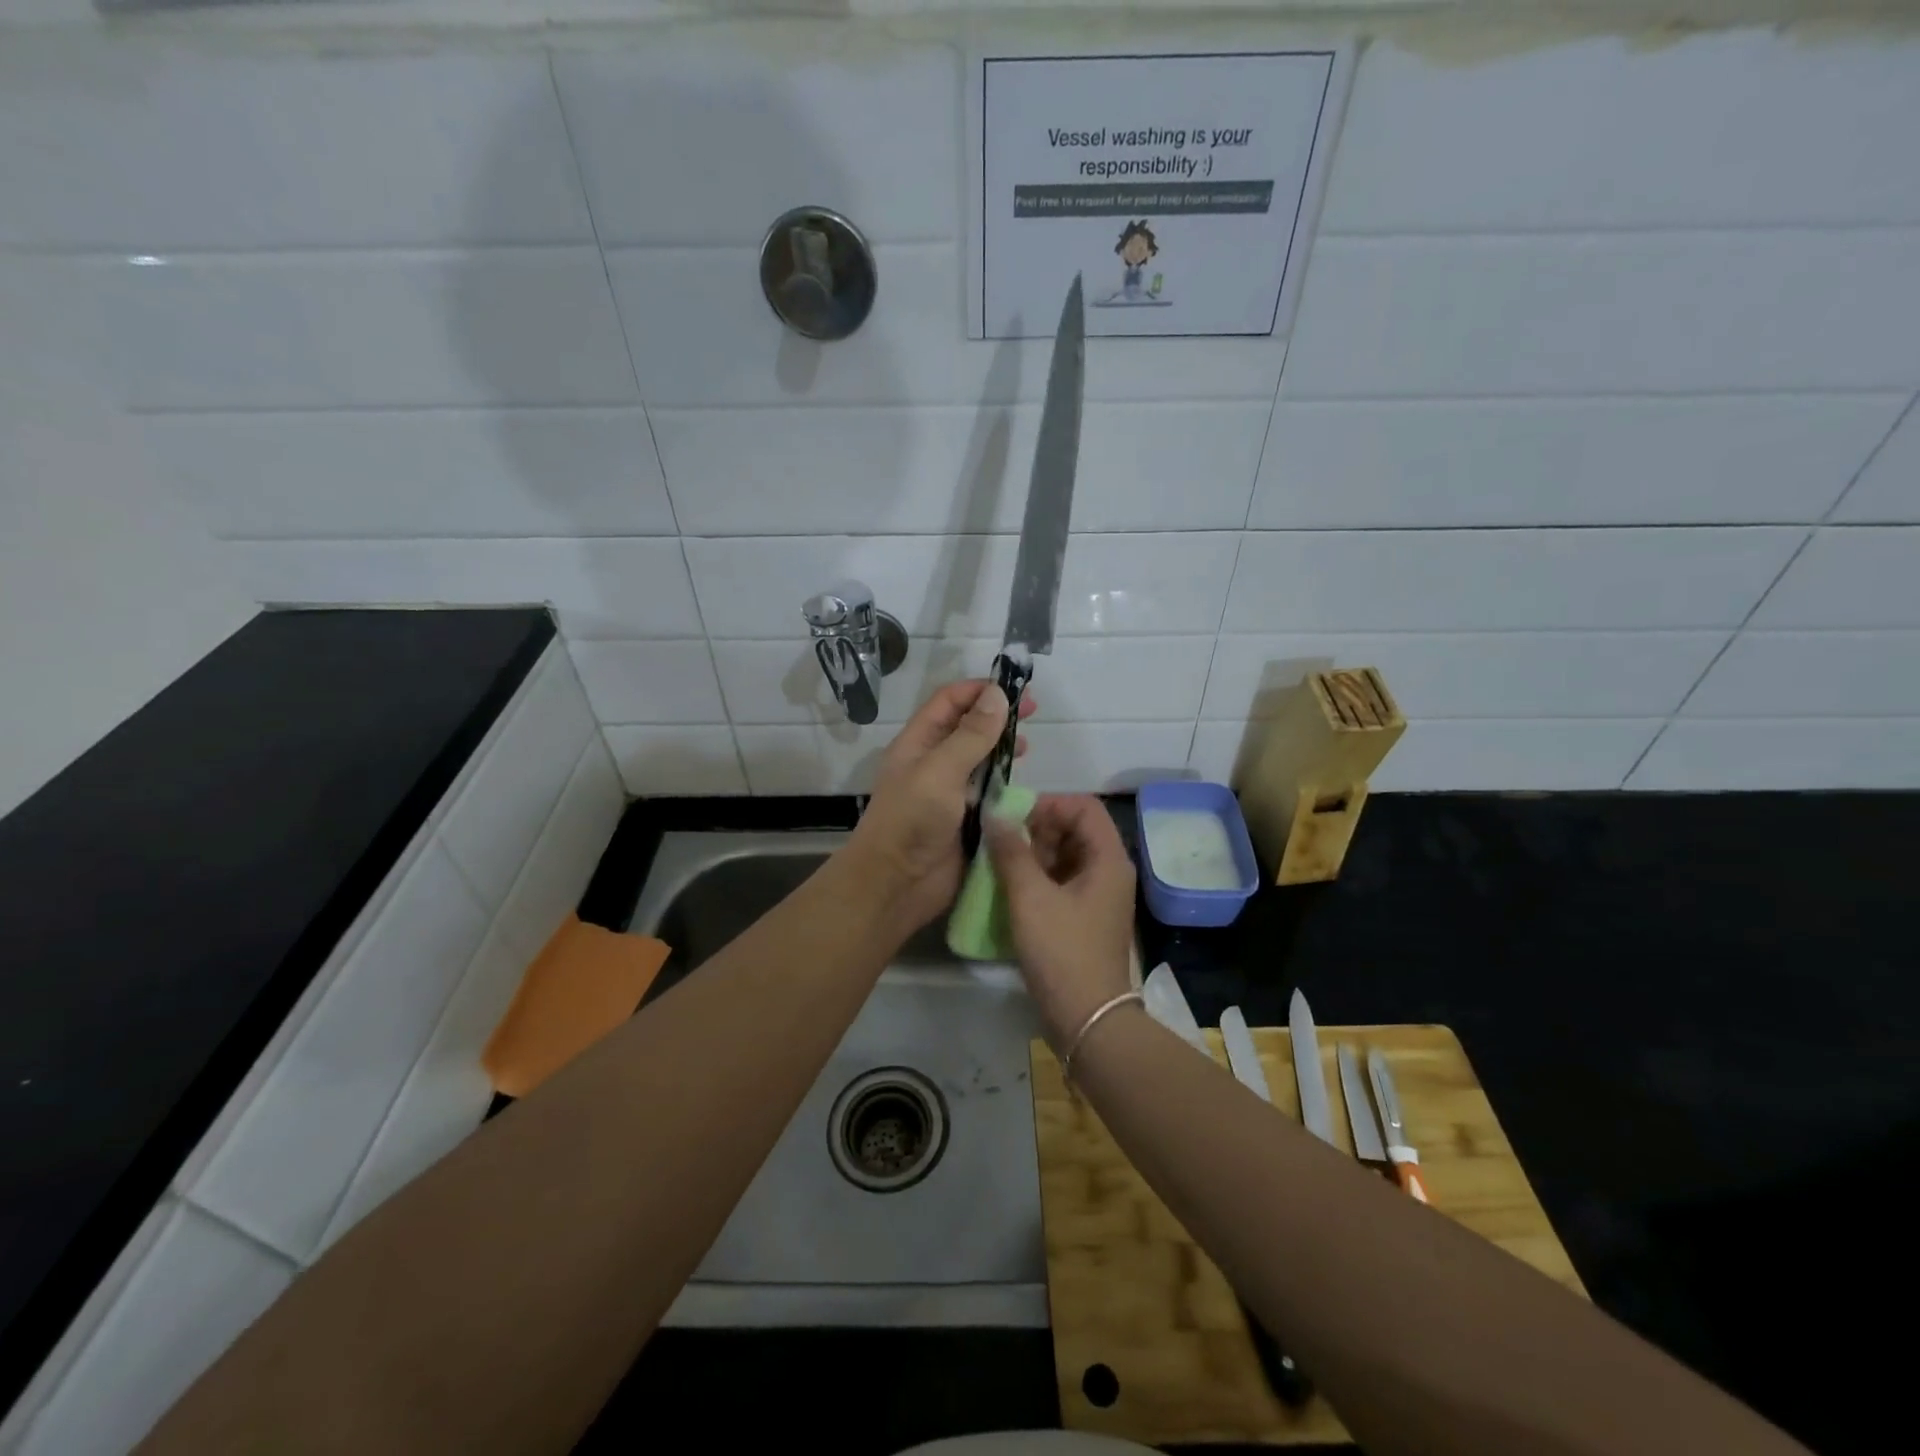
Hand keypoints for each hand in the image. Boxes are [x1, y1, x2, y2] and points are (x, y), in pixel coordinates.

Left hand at [846, 679, 1036, 937]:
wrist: (896, 884)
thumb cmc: (911, 820)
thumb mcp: (940, 771)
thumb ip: (971, 735)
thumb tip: (998, 695)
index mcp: (919, 743)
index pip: (949, 702)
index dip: (979, 690)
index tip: (1016, 688)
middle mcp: (934, 762)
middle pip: (968, 727)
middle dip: (997, 717)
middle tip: (1033, 713)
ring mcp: (950, 792)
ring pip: (981, 760)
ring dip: (1003, 749)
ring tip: (1028, 748)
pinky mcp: (966, 819)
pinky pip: (989, 793)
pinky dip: (1006, 783)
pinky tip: (1023, 782)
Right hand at [985, 795, 1136, 1048]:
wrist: (1088, 1019)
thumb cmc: (1062, 951)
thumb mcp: (1030, 897)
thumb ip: (1011, 852)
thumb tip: (994, 815)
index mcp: (1108, 858)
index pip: (1083, 806)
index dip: (1048, 803)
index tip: (1013, 815)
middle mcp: (1109, 871)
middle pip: (1075, 829)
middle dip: (1037, 828)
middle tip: (1002, 841)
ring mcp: (1098, 895)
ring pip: (1065, 856)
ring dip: (1033, 853)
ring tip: (1000, 863)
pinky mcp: (1085, 916)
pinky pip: (1062, 881)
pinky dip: (1038, 877)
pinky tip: (1010, 886)